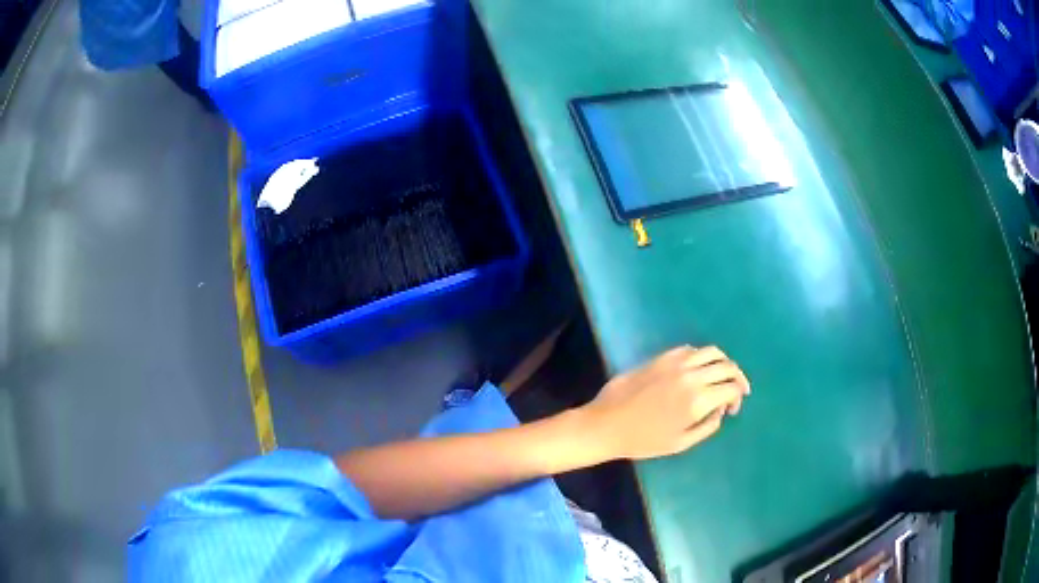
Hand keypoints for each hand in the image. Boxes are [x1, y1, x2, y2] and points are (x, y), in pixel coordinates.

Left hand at [578, 346, 749, 460]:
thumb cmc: (643, 440)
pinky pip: (690, 349)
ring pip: (711, 352)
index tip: (732, 409)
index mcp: (698, 400)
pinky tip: (698, 370)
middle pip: (727, 366)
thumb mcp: (681, 443)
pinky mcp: (661, 357)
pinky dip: (701, 357)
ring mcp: (676, 363)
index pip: (732, 387)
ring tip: (721, 376)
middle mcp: (691, 376)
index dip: (738, 397)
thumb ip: (707, 426)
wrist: (607, 424)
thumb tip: (720, 410)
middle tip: (734, 392)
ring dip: (722, 363)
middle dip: (736, 378)